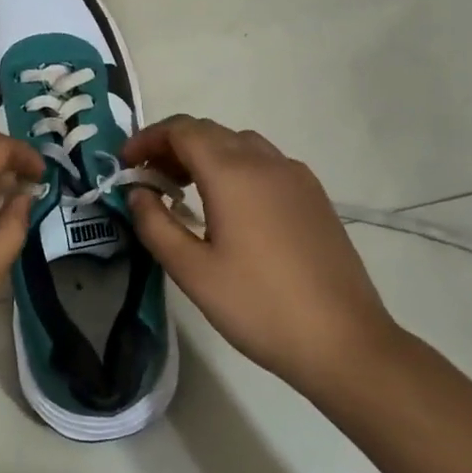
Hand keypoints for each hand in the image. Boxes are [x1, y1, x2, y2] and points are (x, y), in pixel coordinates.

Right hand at [121, 115, 401, 405]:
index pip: (181, 130)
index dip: (148, 139)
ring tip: (185, 189)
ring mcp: (296, 176)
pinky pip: (265, 162)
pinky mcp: (314, 196)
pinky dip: (235, 166)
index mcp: (232, 173)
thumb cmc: (259, 306)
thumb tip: (138, 192)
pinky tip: (230, 206)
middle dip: (172, 145)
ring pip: (239, 144)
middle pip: (209, 131)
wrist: (345, 342)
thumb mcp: (192, 272)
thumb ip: (156, 224)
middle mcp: (265, 161)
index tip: (126, 164)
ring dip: (205, 153)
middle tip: (149, 178)